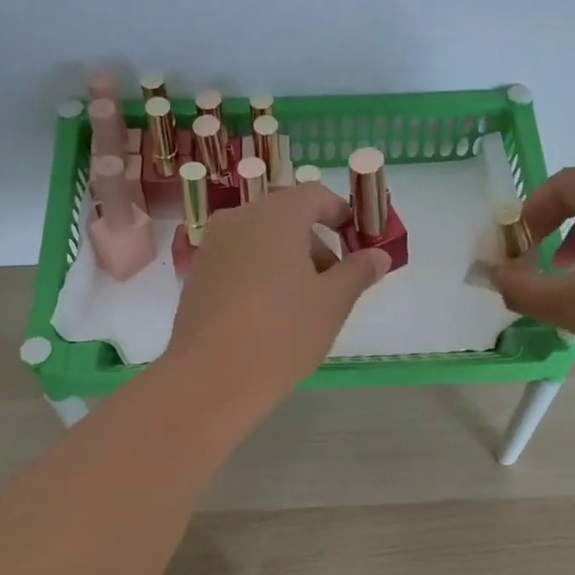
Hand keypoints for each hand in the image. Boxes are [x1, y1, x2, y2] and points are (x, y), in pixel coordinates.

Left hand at [165, 182, 390, 416]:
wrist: (210, 378)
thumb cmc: (281, 334)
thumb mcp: (332, 304)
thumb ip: (358, 272)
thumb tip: (378, 255)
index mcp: (275, 215)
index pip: (315, 196)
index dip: (341, 215)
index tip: (357, 244)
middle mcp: (238, 220)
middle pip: (286, 217)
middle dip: (316, 244)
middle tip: (335, 285)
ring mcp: (212, 248)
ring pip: (260, 241)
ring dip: (288, 262)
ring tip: (303, 307)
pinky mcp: (197, 276)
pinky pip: (239, 263)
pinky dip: (260, 276)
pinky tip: (270, 317)